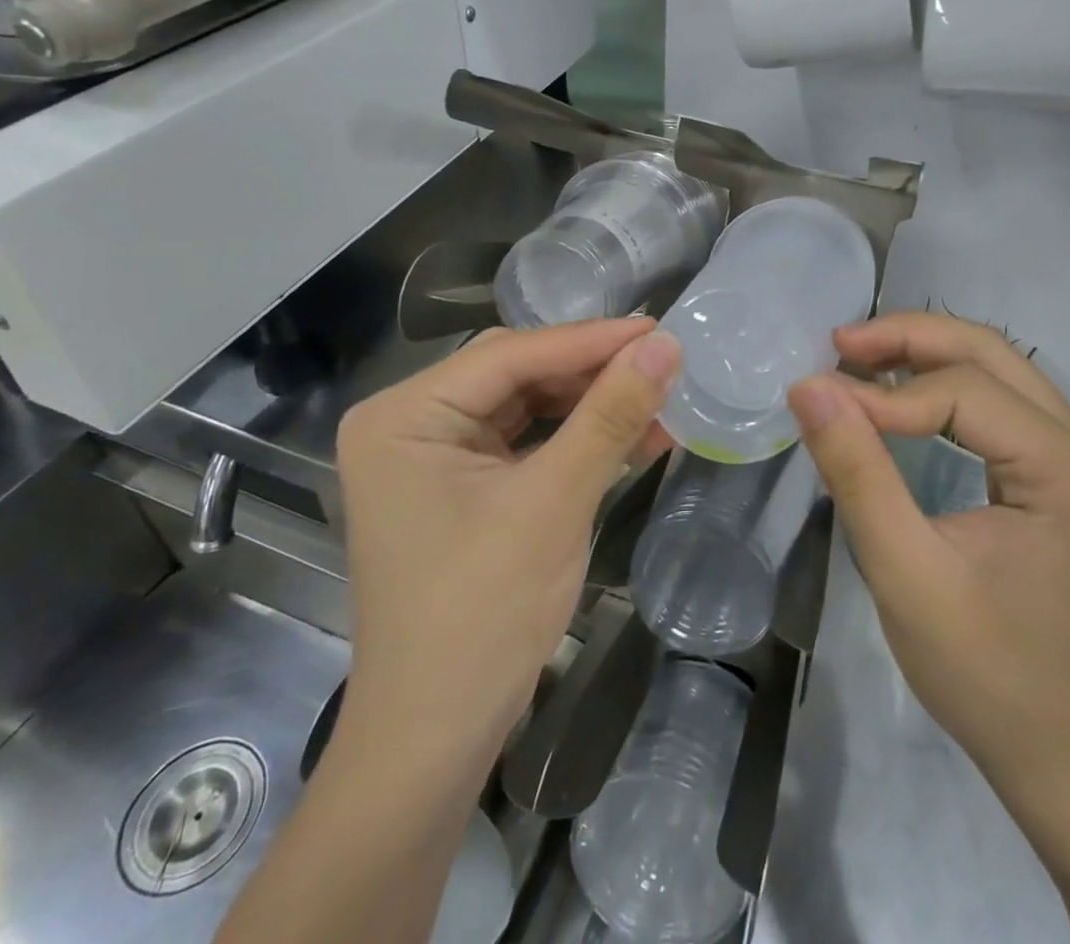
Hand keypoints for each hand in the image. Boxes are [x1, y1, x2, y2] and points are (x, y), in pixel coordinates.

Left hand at [333, 318, 680, 769]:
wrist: (436, 740)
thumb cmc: (482, 613)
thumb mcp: (554, 502)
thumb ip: (610, 415)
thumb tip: (666, 346)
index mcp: (404, 415)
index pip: (510, 355)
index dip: (590, 340)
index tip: (659, 329)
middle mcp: (410, 425)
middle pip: (516, 375)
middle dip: (591, 372)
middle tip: (661, 361)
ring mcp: (433, 459)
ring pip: (527, 407)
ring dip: (592, 405)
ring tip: (658, 396)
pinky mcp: (461, 490)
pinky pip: (527, 445)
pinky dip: (578, 441)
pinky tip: (635, 436)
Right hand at [787, 312, 1069, 784]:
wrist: (1051, 743)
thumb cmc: (982, 669)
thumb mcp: (905, 573)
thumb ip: (858, 473)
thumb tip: (808, 386)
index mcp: (1068, 470)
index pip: (966, 392)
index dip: (887, 395)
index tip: (821, 405)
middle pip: (990, 353)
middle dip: (909, 338)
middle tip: (838, 345)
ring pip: (994, 365)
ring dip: (922, 352)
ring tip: (856, 359)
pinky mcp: (1055, 467)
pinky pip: (994, 397)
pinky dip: (939, 383)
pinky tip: (894, 393)